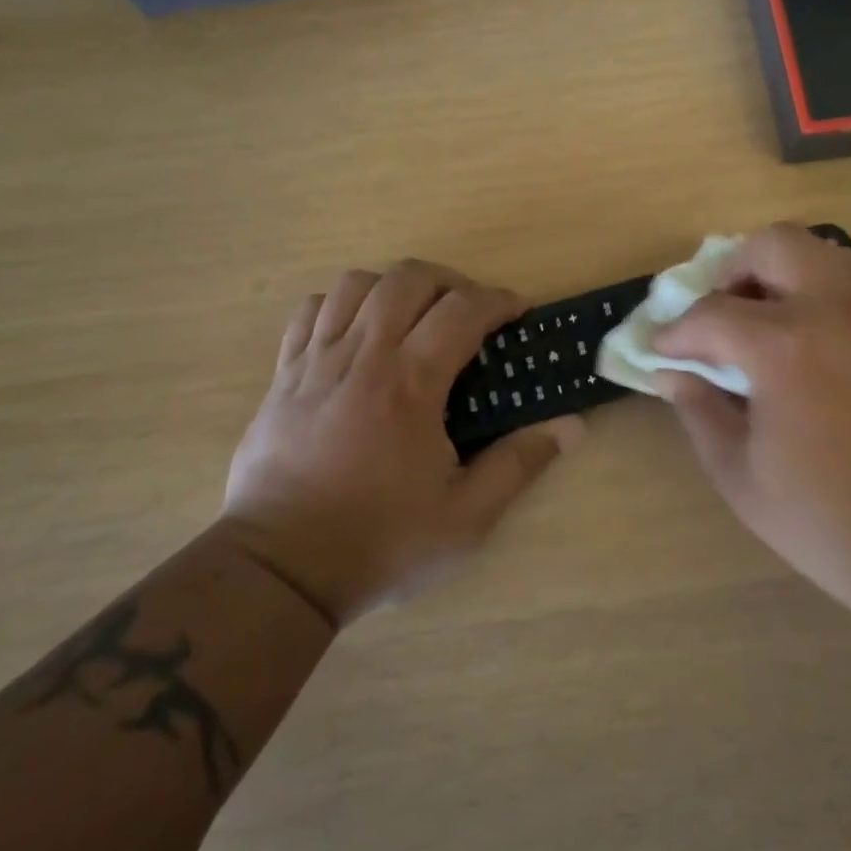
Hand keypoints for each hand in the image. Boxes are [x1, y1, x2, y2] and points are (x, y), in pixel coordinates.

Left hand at [220, 261, 583, 626]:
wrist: (279, 571)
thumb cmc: (380, 542)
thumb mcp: (465, 519)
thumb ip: (519, 465)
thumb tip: (571, 427)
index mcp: (409, 385)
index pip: (462, 310)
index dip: (499, 301)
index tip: (518, 313)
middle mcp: (362, 357)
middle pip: (407, 280)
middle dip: (450, 281)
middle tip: (470, 311)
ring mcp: (315, 362)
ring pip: (355, 284)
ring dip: (394, 286)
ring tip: (415, 315)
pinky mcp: (283, 377)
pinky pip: (309, 312)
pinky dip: (340, 305)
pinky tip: (357, 331)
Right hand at [654, 224, 850, 634]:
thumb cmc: (839, 528)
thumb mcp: (744, 481)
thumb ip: (700, 413)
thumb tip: (671, 373)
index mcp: (789, 348)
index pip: (711, 313)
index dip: (678, 332)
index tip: (668, 349)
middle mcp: (847, 308)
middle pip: (775, 243)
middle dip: (735, 272)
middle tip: (731, 318)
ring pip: (833, 257)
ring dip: (793, 283)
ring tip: (788, 334)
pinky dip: (846, 312)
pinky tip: (849, 364)